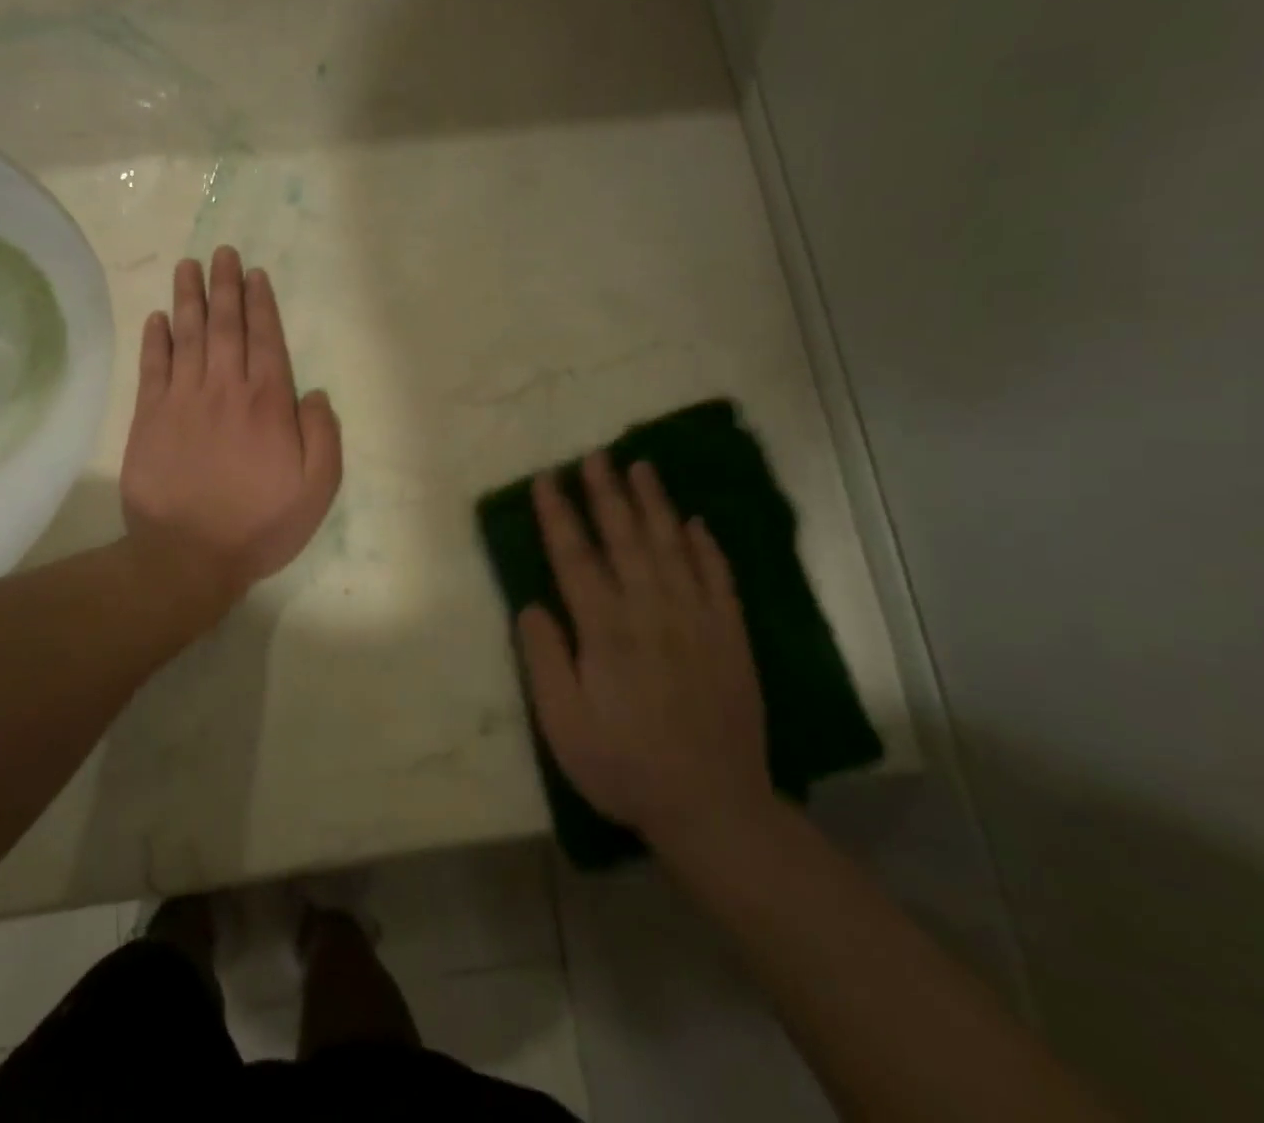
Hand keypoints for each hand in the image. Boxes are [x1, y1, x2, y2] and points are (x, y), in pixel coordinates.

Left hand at [120, 246, 342, 625]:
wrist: (188, 556)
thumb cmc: (259, 525)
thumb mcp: (317, 490)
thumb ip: (323, 436)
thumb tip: (313, 393)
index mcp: (268, 404)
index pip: (266, 340)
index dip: (261, 304)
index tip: (255, 275)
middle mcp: (225, 390)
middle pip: (225, 327)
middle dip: (226, 286)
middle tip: (222, 253)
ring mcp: (183, 401)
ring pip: (188, 337)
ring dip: (189, 298)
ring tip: (189, 267)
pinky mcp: (150, 418)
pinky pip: (153, 368)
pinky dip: (156, 339)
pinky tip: (158, 317)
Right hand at [519, 453, 775, 853]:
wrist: (714, 807)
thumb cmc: (624, 766)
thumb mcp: (563, 724)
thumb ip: (544, 659)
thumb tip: (533, 605)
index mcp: (606, 630)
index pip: (575, 557)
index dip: (559, 515)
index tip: (548, 479)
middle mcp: (651, 611)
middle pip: (625, 538)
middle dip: (607, 493)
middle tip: (596, 455)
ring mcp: (697, 620)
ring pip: (672, 546)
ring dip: (654, 503)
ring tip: (641, 467)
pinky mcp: (731, 636)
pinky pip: (719, 578)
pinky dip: (707, 546)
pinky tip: (696, 523)